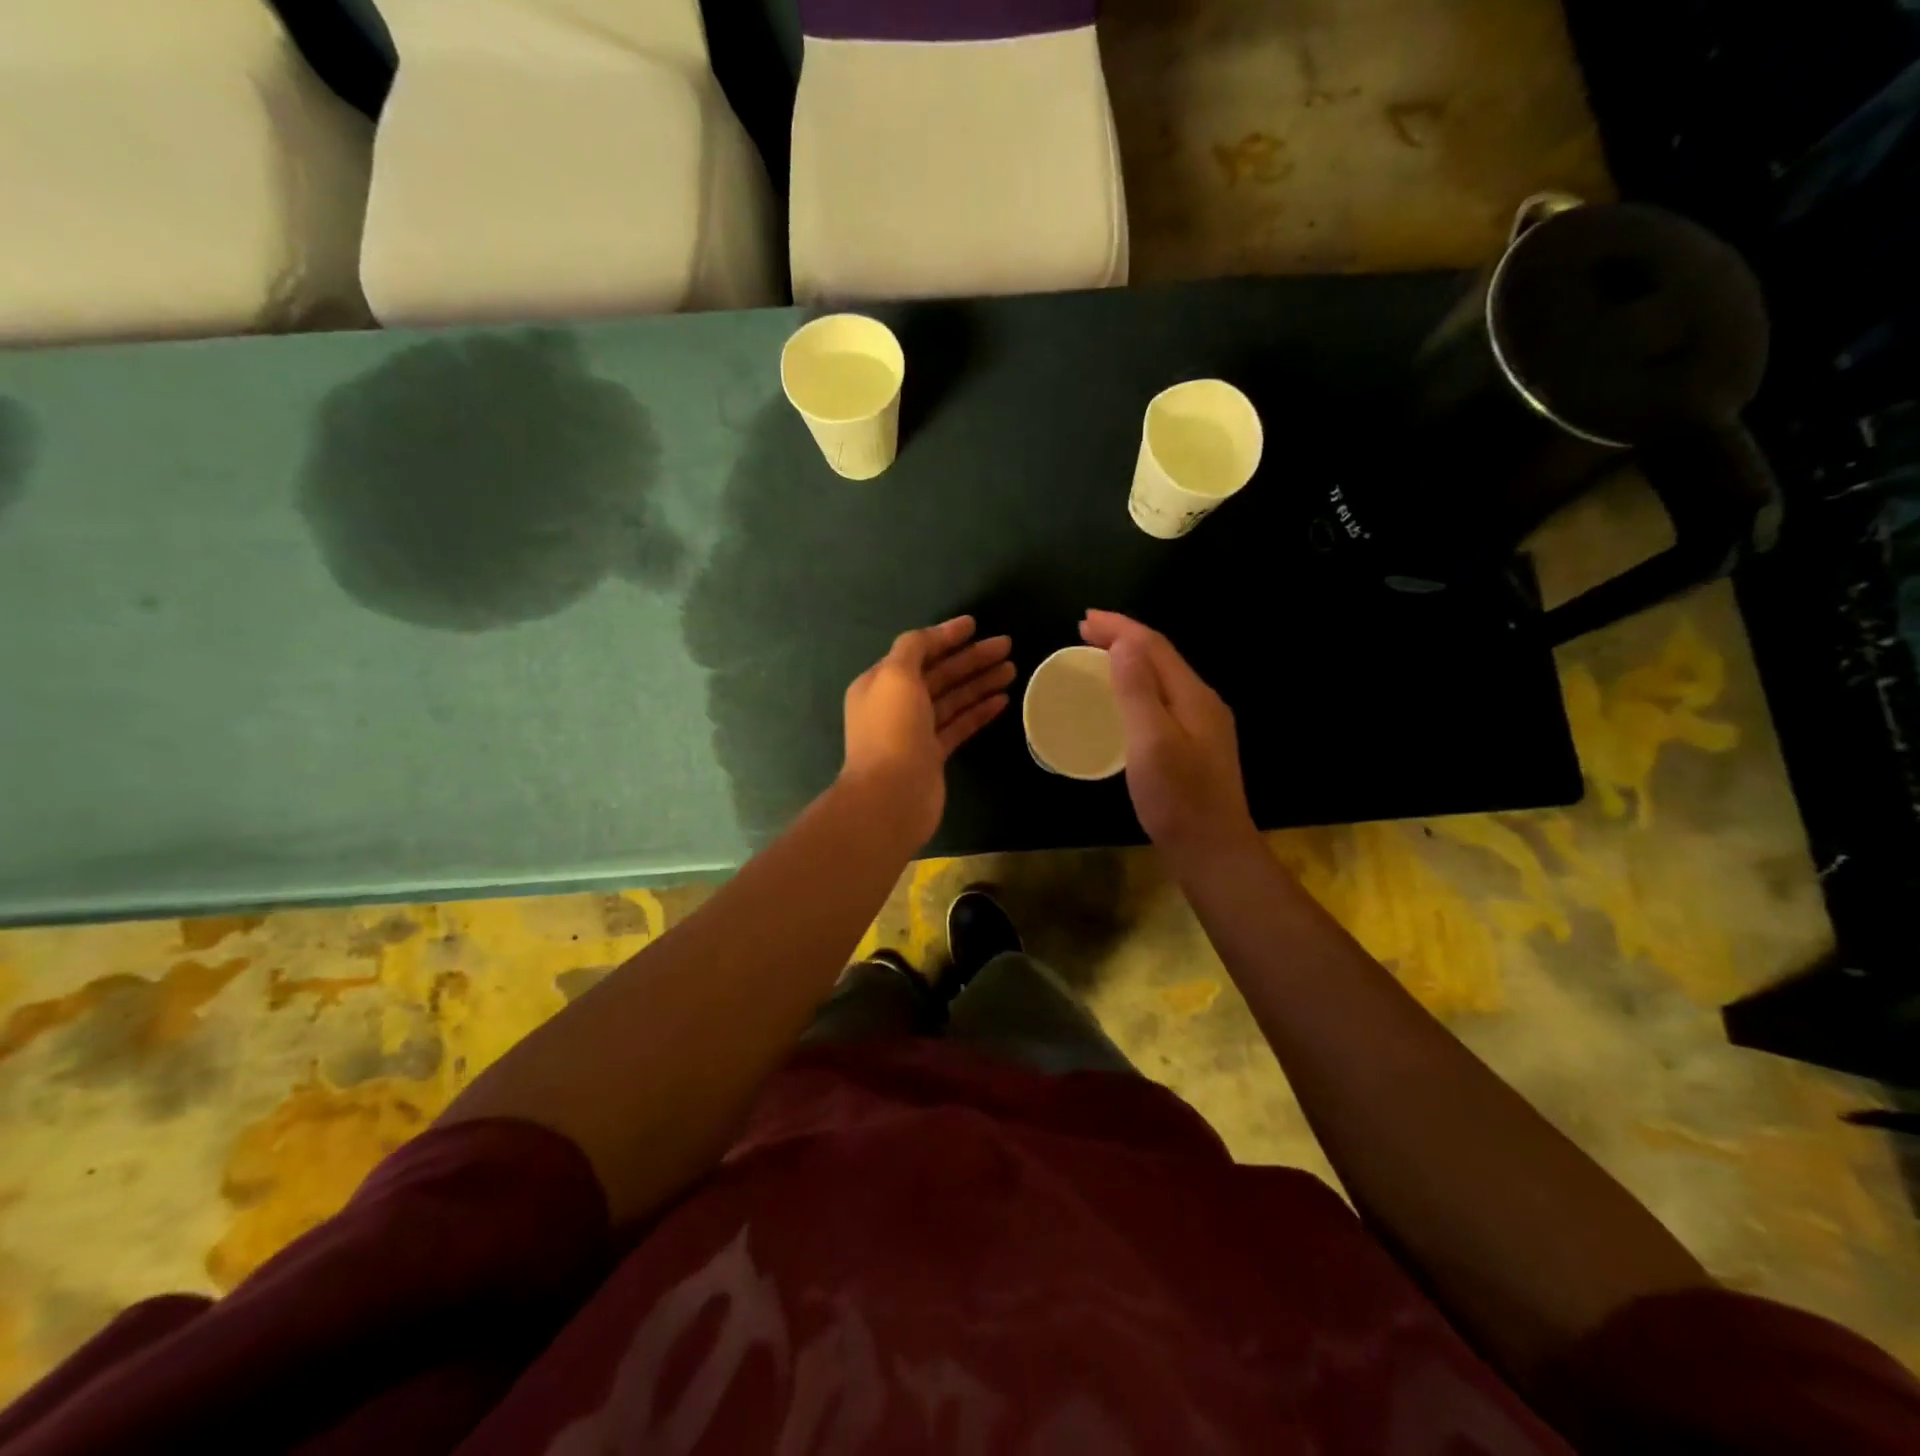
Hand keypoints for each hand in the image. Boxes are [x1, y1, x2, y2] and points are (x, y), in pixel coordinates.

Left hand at [841, 615, 1013, 847]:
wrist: (891, 796)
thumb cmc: (892, 730)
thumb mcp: (896, 675)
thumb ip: (913, 648)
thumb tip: (932, 636)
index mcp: (880, 683)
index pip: (916, 651)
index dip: (945, 636)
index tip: (974, 625)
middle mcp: (895, 705)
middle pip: (939, 674)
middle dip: (971, 659)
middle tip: (1006, 646)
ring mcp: (915, 732)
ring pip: (952, 699)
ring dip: (980, 682)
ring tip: (1013, 669)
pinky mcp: (933, 755)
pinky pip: (959, 725)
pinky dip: (979, 711)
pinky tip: (1003, 700)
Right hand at [1079, 610, 1256, 863]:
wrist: (1212, 851)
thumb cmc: (1178, 799)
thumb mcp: (1151, 741)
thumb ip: (1138, 690)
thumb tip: (1124, 643)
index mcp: (1193, 696)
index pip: (1153, 646)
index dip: (1119, 628)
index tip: (1083, 620)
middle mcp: (1202, 703)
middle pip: (1160, 658)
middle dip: (1123, 638)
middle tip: (1084, 632)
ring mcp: (1201, 726)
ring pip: (1161, 679)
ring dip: (1129, 661)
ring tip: (1098, 657)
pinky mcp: (1194, 747)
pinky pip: (1161, 700)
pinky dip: (1136, 688)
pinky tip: (1122, 702)